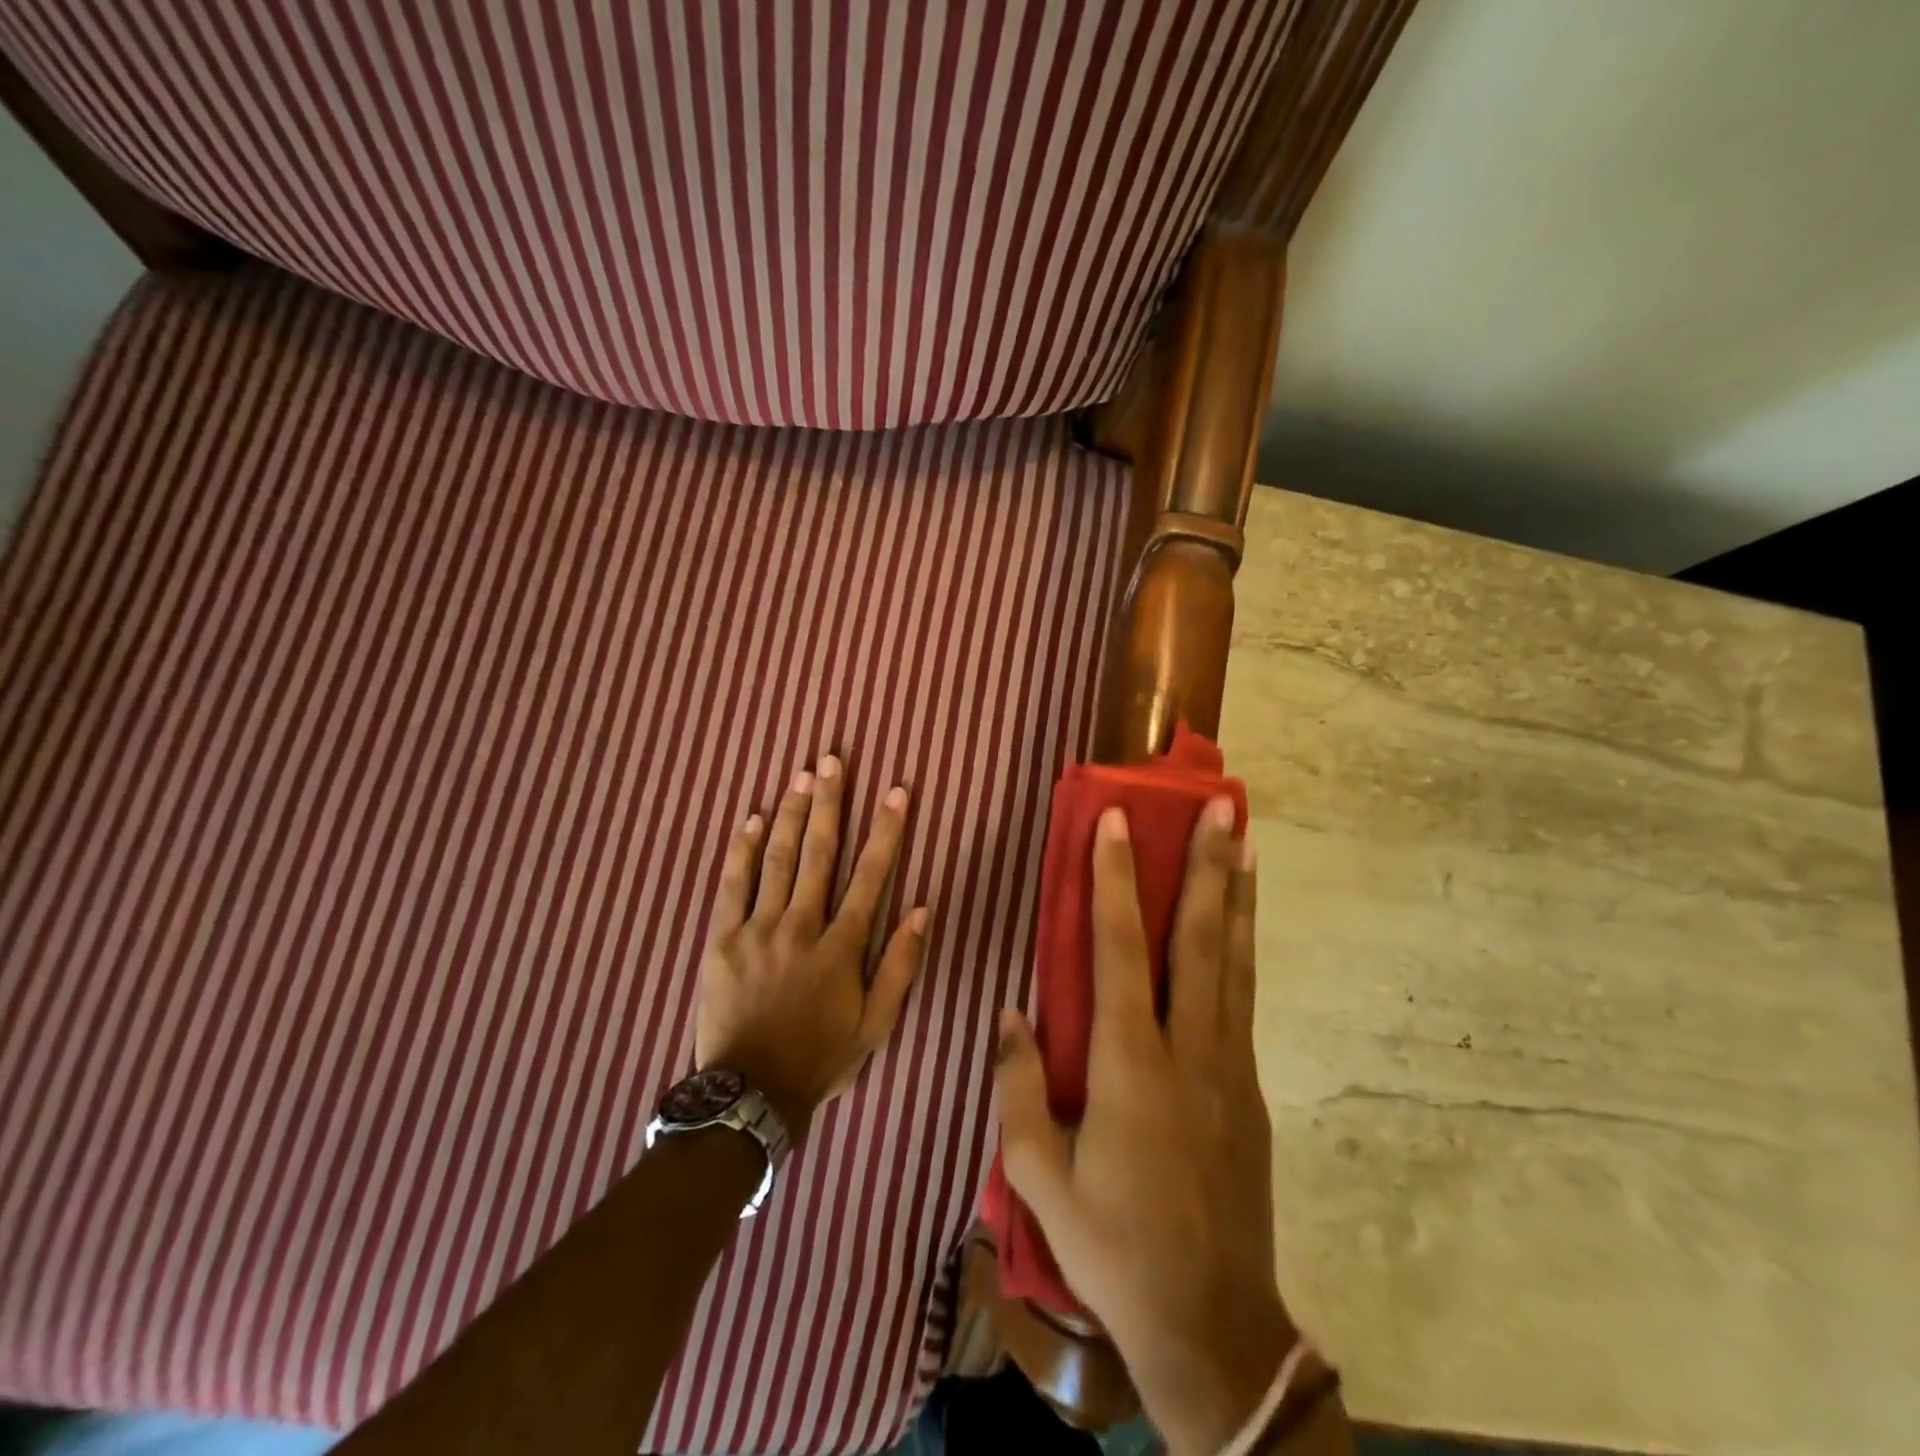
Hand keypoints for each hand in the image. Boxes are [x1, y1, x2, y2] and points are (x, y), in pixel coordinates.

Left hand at [695, 755, 928, 1141]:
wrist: (748, 1094)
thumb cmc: (819, 1058)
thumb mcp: (876, 1025)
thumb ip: (899, 965)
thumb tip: (921, 910)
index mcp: (841, 945)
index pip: (871, 875)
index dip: (886, 830)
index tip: (897, 791)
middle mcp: (801, 924)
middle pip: (817, 852)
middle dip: (828, 803)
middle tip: (832, 761)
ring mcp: (757, 929)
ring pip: (776, 859)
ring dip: (789, 814)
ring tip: (800, 776)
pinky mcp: (722, 939)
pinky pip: (732, 886)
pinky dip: (742, 851)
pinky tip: (751, 820)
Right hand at [995, 801, 1290, 1455]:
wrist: (1211, 1325)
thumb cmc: (1113, 1246)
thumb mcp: (1039, 1175)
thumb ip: (1018, 1086)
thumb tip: (1011, 1011)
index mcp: (1130, 1065)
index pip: (1119, 949)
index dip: (1117, 880)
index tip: (1119, 822)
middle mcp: (1188, 1049)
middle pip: (1199, 940)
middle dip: (1207, 868)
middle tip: (1221, 810)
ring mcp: (1229, 1066)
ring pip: (1234, 961)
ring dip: (1239, 896)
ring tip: (1247, 843)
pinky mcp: (1249, 1088)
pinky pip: (1242, 997)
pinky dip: (1242, 947)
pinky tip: (1240, 925)